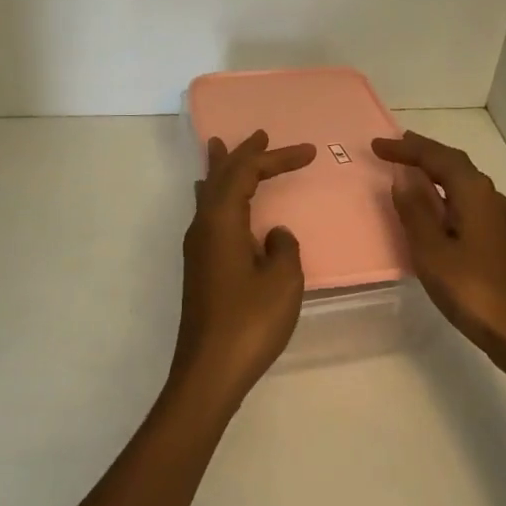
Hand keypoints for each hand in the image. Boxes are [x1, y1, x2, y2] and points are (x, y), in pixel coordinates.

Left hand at [171, 129, 317, 414]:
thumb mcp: (282, 281)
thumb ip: (284, 248)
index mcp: (221, 220)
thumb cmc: (249, 322)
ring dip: (222, 170)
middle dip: (242, 154)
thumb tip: (274, 234)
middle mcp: (203, 226)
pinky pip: (208, 213)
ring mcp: (197, 247)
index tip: (308, 151)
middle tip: (259, 135)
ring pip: (209, 194)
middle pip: (220, 176)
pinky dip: (218, 196)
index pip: (246, 173)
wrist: (209, 371)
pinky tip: (218, 203)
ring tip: (222, 149)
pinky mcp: (199, 267)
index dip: (276, 158)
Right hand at [372, 130, 505, 375]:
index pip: (436, 157)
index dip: (406, 148)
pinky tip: (433, 203)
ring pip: (461, 180)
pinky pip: (464, 198)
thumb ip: (415, 210)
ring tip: (409, 166)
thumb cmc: (472, 289)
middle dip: (423, 152)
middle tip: (394, 146)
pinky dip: (443, 190)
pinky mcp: (496, 236)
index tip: (376, 145)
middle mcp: (488, 196)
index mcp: (473, 193)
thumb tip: (402, 176)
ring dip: (434, 169)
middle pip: (453, 162)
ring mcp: (495, 217)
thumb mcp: (432, 250)